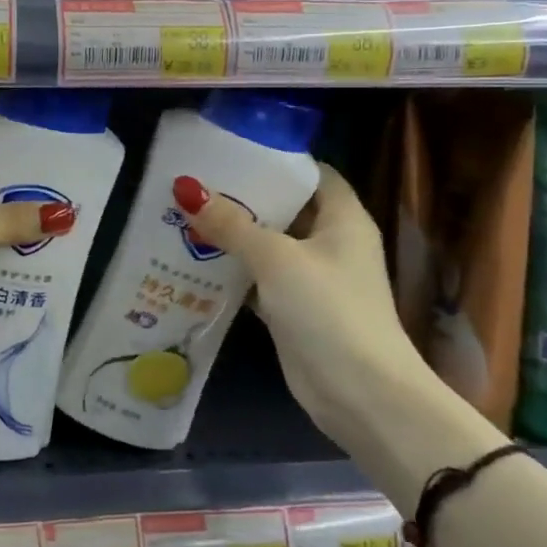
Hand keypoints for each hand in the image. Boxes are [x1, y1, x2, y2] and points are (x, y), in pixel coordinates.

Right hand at [174, 164, 427, 441]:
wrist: (359, 393)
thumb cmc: (327, 309)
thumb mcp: (276, 258)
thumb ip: (232, 224)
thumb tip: (187, 189)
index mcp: (343, 218)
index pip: (312, 174)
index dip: (276, 161)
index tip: (232, 152)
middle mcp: (331, 242)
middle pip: (286, 208)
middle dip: (244, 197)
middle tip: (197, 182)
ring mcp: (313, 278)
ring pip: (269, 244)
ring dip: (234, 235)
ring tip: (187, 214)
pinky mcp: (295, 308)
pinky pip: (260, 278)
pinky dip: (234, 270)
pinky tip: (195, 260)